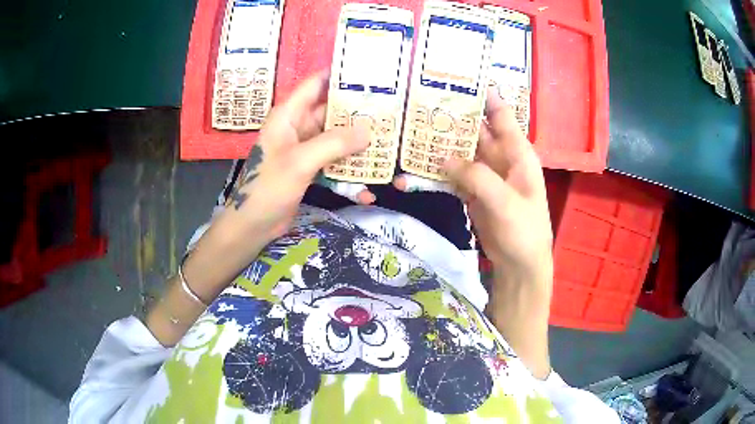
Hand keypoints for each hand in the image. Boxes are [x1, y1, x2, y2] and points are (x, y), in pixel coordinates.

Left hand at [184, 71, 369, 302]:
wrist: (253, 226)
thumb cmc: (268, 188)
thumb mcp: (300, 162)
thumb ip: (334, 143)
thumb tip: (369, 131)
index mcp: (289, 115)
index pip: (316, 84)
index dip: (340, 76)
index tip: (370, 75)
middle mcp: (298, 127)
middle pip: (331, 111)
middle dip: (358, 113)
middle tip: (391, 112)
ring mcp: (304, 149)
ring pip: (336, 138)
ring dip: (357, 144)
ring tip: (388, 146)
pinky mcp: (310, 168)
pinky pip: (334, 162)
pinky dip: (348, 172)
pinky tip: (366, 188)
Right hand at [443, 88, 552, 378]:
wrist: (519, 264)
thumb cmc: (524, 231)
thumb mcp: (506, 202)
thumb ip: (477, 177)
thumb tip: (443, 157)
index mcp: (517, 152)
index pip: (500, 114)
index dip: (483, 95)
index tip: (457, 79)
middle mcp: (500, 157)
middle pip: (475, 129)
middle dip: (453, 117)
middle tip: (422, 102)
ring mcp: (484, 175)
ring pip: (461, 151)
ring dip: (441, 143)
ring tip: (411, 129)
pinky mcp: (472, 191)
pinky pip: (453, 175)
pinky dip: (437, 171)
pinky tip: (415, 167)